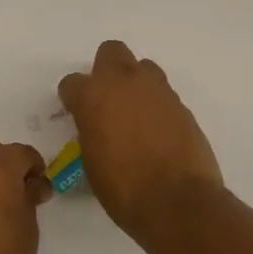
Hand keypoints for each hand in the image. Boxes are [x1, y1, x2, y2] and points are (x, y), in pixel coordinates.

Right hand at [58, 41, 224, 235]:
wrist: (178, 201)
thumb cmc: (124, 189)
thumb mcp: (91, 161)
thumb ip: (91, 131)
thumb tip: (97, 127)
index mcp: (93, 96)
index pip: (71, 82)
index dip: (73, 98)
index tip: (77, 114)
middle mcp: (124, 82)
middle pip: (111, 52)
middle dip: (106, 70)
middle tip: (108, 99)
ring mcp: (157, 89)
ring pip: (142, 67)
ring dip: (135, 83)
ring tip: (136, 113)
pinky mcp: (181, 103)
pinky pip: (163, 93)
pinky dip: (157, 105)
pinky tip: (158, 131)